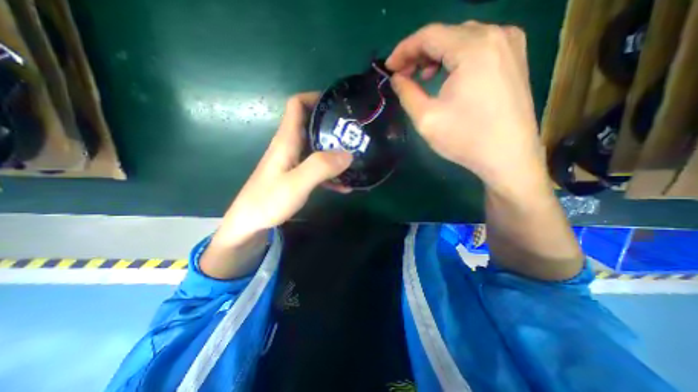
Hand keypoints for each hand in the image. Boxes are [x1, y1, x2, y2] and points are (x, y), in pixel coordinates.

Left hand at [210, 92, 351, 246]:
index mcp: (287, 140)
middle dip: (332, 126)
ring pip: (317, 148)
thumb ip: (320, 167)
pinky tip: (345, 185)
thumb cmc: (267, 202)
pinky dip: (330, 173)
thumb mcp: (296, 184)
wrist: (249, 225)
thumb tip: (348, 154)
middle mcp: (290, 147)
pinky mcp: (296, 177)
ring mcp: (293, 163)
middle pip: (311, 125)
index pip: (297, 105)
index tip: (338, 104)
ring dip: (335, 152)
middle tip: (355, 133)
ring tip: (356, 158)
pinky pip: (317, 169)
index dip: (315, 98)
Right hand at [387, 20, 545, 194]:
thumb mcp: (426, 118)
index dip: (403, 50)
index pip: (429, 35)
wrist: (507, 157)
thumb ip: (406, 93)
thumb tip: (396, 78)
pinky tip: (447, 76)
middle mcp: (495, 35)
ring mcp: (510, 44)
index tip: (389, 68)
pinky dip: (455, 58)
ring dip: (436, 55)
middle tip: (402, 75)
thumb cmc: (465, 138)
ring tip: (422, 77)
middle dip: (418, 53)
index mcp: (473, 48)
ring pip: (461, 39)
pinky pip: (477, 47)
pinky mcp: (514, 58)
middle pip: (445, 34)